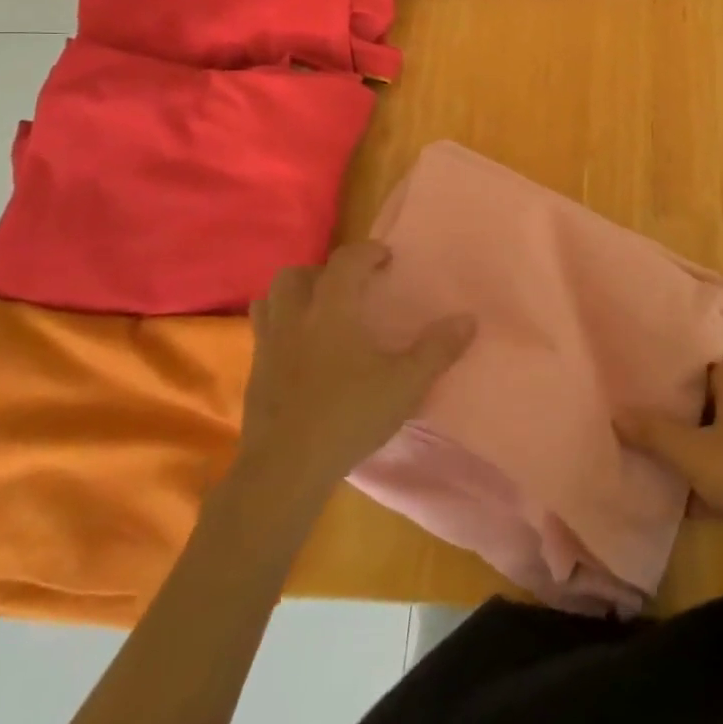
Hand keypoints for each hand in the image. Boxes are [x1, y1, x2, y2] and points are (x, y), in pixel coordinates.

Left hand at [236, 243, 473, 490]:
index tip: (386, 259)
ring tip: (319, 314)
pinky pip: (263, 336)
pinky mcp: (254, 377)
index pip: (345, 262)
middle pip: (296, 276)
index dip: (367, 253)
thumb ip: (438, 350)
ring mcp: (268, 348)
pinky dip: (282, 331)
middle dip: (322, 273)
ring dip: (294, 298)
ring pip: (270, 302)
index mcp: (332, 311)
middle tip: (349, 288)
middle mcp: (295, 320)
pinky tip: (302, 354)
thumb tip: (468, 319)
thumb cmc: (348, 416)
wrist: (284, 471)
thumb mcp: (405, 384)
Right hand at [617, 355, 722, 558]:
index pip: (699, 362)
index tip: (648, 397)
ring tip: (684, 471)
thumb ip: (654, 434)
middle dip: (690, 418)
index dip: (672, 379)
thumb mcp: (695, 457)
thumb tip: (618, 412)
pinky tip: (720, 498)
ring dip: (714, 446)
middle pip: (717, 395)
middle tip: (660, 438)